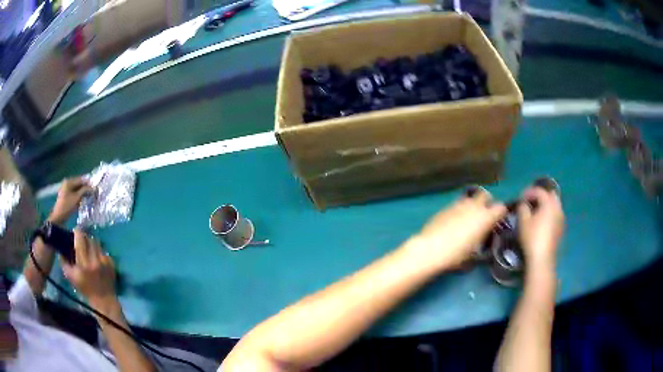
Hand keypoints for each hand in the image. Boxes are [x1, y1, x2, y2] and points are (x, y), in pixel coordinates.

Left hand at [49, 177, 92, 223]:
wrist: (59, 216)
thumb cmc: (67, 206)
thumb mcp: (77, 198)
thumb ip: (84, 191)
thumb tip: (92, 187)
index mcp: (69, 181)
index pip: (80, 179)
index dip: (88, 183)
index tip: (94, 187)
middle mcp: (67, 183)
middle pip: (78, 184)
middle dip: (85, 188)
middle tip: (92, 193)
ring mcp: (66, 189)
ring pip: (76, 189)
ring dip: (82, 193)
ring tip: (88, 197)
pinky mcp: (66, 196)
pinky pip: (74, 193)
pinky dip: (78, 196)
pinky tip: (82, 200)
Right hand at [62, 229, 116, 308]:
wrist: (104, 301)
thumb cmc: (85, 290)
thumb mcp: (71, 277)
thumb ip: (64, 262)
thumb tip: (60, 249)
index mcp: (84, 263)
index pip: (80, 238)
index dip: (77, 232)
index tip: (74, 232)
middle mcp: (95, 259)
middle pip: (89, 237)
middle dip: (84, 237)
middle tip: (81, 240)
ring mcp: (105, 261)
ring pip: (97, 243)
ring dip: (91, 243)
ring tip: (88, 249)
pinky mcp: (112, 263)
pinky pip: (104, 251)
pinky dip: (99, 252)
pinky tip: (96, 258)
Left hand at [409, 187, 506, 269]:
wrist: (431, 249)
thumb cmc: (456, 254)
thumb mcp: (474, 251)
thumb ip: (481, 238)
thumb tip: (481, 236)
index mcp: (485, 217)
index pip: (501, 208)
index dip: (500, 213)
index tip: (498, 220)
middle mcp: (474, 206)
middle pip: (485, 195)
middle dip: (486, 202)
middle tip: (484, 214)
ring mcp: (458, 204)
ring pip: (470, 198)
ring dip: (472, 205)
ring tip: (467, 218)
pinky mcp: (445, 207)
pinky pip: (456, 205)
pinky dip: (458, 210)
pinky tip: (453, 222)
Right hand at [517, 187, 564, 269]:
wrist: (542, 259)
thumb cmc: (532, 238)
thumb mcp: (523, 221)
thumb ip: (522, 208)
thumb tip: (523, 204)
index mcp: (549, 203)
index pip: (539, 191)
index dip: (529, 192)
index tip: (521, 197)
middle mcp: (558, 208)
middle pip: (550, 195)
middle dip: (541, 195)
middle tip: (531, 201)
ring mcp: (561, 219)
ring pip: (554, 205)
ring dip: (546, 205)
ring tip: (536, 211)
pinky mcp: (561, 229)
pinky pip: (556, 215)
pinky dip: (549, 214)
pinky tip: (542, 221)